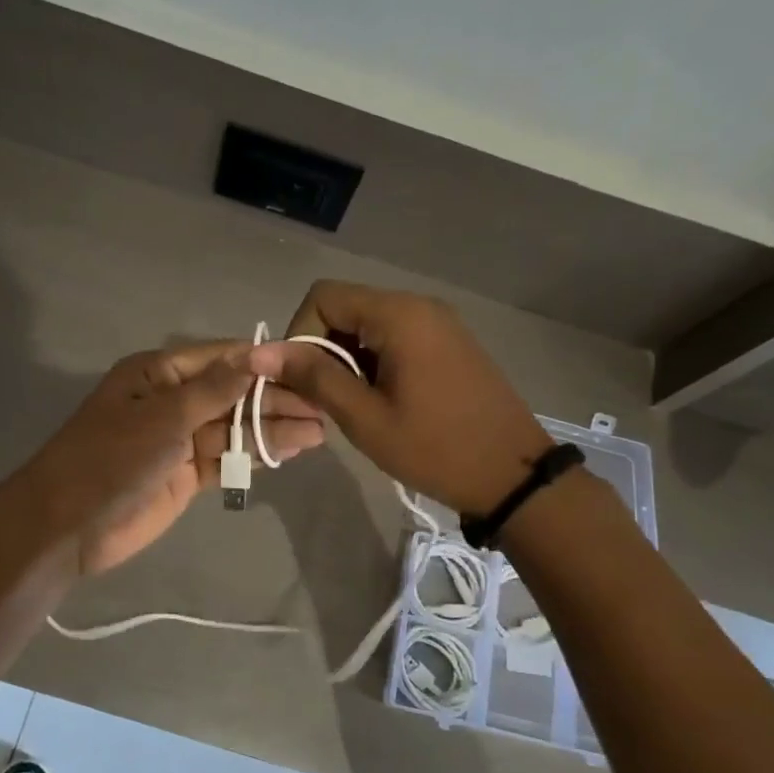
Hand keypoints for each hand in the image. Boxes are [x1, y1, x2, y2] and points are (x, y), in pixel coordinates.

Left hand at [27, 341, 325, 574]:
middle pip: (233, 394)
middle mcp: (172, 401)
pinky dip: (256, 456)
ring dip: (272, 429)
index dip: (263, 362)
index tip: (308, 365)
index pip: (221, 359)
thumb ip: (214, 389)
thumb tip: (256, 354)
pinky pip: (228, 458)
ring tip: (319, 431)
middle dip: (275, 400)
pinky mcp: (187, 475)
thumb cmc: (111, 458)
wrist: (69, 526)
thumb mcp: (164, 417)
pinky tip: (290, 451)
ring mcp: (180, 440)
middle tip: (323, 406)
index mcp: (159, 374)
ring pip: (235, 428)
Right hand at [251, 281, 551, 515]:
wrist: (513, 476)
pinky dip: (373, 361)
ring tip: (353, 406)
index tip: (303, 381)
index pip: (323, 296)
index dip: (299, 335)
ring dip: (347, 359)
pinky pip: (394, 337)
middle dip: (322, 349)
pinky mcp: (448, 343)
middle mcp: (418, 306)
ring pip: (368, 325)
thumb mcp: (365, 418)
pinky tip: (381, 400)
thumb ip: (313, 377)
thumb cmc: (435, 448)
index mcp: (398, 315)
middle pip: (345, 307)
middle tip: (324, 400)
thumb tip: (260, 352)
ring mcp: (438, 323)